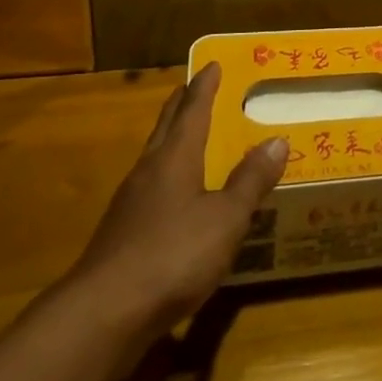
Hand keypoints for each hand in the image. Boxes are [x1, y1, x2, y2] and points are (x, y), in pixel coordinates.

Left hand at [63, 63, 286, 344]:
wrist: (104, 315)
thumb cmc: (173, 255)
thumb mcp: (226, 218)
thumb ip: (250, 180)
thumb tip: (277, 140)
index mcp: (174, 158)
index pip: (192, 111)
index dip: (204, 88)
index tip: (211, 65)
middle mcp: (149, 172)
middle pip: (166, 128)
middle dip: (181, 106)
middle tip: (193, 88)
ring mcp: (131, 205)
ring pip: (155, 158)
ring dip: (172, 140)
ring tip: (189, 137)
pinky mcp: (123, 236)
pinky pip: (151, 190)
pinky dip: (168, 178)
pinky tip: (178, 198)